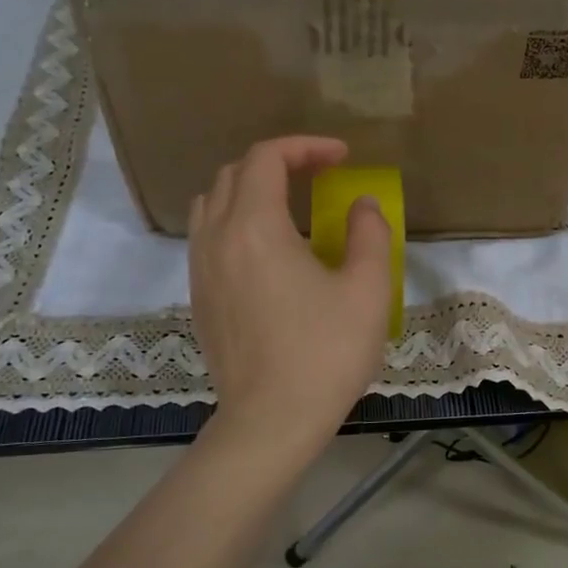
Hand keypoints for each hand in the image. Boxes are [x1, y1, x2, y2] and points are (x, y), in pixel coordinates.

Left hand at [189, 136, 391, 461]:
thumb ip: (369, 234)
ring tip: (288, 206)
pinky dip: (234, 221)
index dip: (306, 146)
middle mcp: (217, 238)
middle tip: (318, 176)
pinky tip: (268, 251)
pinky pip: (207, 236)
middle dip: (277, 163)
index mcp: (255, 227)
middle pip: (234, 174)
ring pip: (212, 203)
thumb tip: (362, 205)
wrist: (271, 420)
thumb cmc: (325, 353)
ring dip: (248, 189)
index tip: (342, 157)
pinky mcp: (198, 297)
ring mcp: (201, 269)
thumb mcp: (367, 290)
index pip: (267, 158)